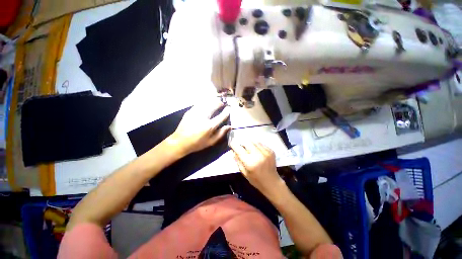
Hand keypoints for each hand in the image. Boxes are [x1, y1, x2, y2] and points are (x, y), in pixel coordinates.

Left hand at [168, 100, 230, 155]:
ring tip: (216, 102)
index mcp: (209, 126)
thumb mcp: (211, 142)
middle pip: (214, 105)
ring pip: (207, 102)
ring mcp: (195, 113)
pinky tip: (207, 104)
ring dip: (213, 101)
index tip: (229, 108)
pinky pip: (200, 103)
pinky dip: (205, 102)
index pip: (221, 116)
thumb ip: (221, 133)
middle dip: (220, 103)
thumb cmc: (197, 143)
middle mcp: (203, 117)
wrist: (179, 142)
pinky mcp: (190, 111)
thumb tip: (229, 126)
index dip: (227, 111)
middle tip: (223, 104)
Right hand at [231, 142, 283, 195]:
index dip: (234, 145)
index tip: (231, 144)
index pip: (239, 148)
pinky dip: (256, 145)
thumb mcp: (244, 172)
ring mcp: (266, 152)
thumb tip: (232, 151)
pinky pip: (261, 144)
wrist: (272, 182)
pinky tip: (256, 151)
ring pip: (254, 141)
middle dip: (242, 143)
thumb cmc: (256, 180)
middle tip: (241, 147)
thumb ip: (238, 160)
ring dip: (249, 143)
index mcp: (250, 162)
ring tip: (249, 148)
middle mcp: (258, 155)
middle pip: (247, 142)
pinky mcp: (271, 151)